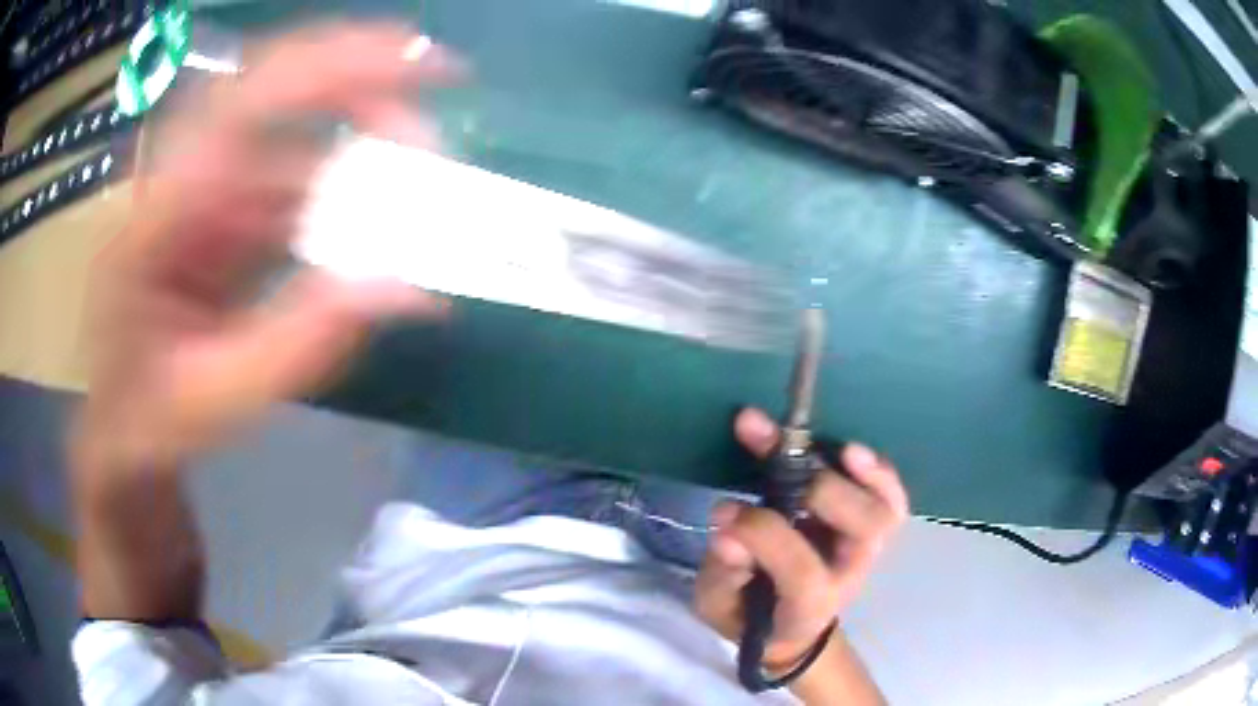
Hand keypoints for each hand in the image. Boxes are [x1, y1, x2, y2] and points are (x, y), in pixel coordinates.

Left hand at [73, 26, 459, 471]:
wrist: (121, 430)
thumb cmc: (149, 419)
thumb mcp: (218, 396)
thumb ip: (302, 341)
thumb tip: (407, 289)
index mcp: (155, 215)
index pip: (243, 102)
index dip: (330, 65)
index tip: (417, 60)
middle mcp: (177, 181)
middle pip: (269, 89)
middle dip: (355, 79)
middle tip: (433, 91)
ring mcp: (200, 193)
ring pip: (286, 136)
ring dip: (353, 146)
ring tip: (416, 183)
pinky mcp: (219, 214)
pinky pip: (286, 181)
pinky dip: (336, 194)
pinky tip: (373, 224)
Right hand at [695, 409, 908, 671]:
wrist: (791, 626)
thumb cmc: (749, 615)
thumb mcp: (719, 606)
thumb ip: (723, 575)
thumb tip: (727, 530)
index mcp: (808, 606)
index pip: (803, 572)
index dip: (766, 537)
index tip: (724, 511)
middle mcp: (848, 576)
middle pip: (862, 531)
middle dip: (819, 489)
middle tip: (770, 453)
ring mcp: (866, 551)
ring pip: (883, 510)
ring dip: (857, 473)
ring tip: (822, 443)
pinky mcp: (871, 529)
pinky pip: (890, 498)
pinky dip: (878, 472)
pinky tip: (849, 451)